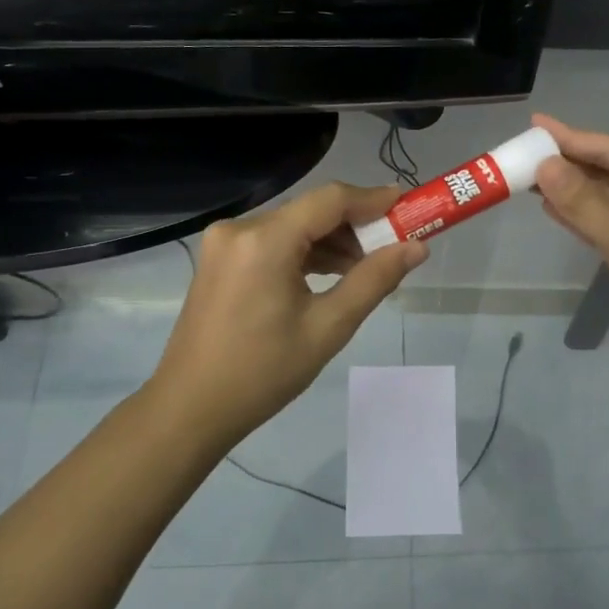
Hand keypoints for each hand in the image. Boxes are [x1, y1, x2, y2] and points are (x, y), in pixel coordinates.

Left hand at [147, 182, 426, 448]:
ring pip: (293, 226)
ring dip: (330, 241)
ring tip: (365, 271)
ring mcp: (224, 243)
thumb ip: (374, 280)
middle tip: (393, 249)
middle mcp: (240, 228)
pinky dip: (304, 253)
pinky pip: (272, 242)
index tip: (409, 207)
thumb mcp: (328, 327)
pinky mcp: (220, 259)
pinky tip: (329, 276)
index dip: (373, 200)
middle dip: (355, 226)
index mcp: (264, 240)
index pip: (330, 200)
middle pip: (311, 211)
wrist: (191, 408)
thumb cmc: (263, 372)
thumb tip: (416, 248)